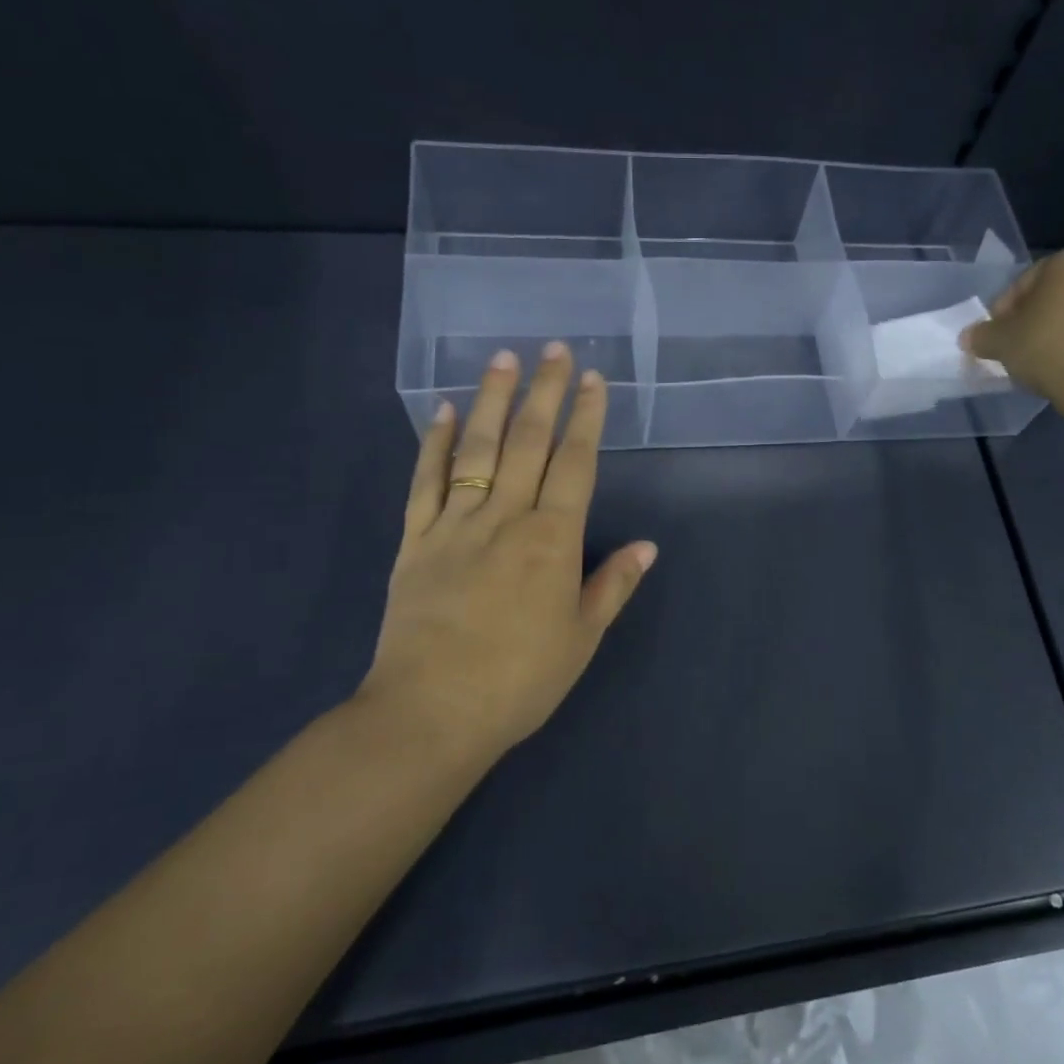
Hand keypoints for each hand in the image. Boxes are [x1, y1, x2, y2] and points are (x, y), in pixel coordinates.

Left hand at [351, 344, 656, 770]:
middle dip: (544, 392)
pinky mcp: (415, 540)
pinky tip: (444, 412)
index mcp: (552, 540)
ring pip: (476, 449)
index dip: (587, 419)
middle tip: (553, 349)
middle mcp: (505, 518)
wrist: (430, 714)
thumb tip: (648, 546)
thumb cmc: (519, 680)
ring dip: (492, 400)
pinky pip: (425, 482)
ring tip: (502, 359)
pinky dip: (435, 443)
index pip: (575, 464)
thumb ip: (613, 585)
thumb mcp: (581, 638)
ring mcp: (455, 525)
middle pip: (528, 442)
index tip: (593, 380)